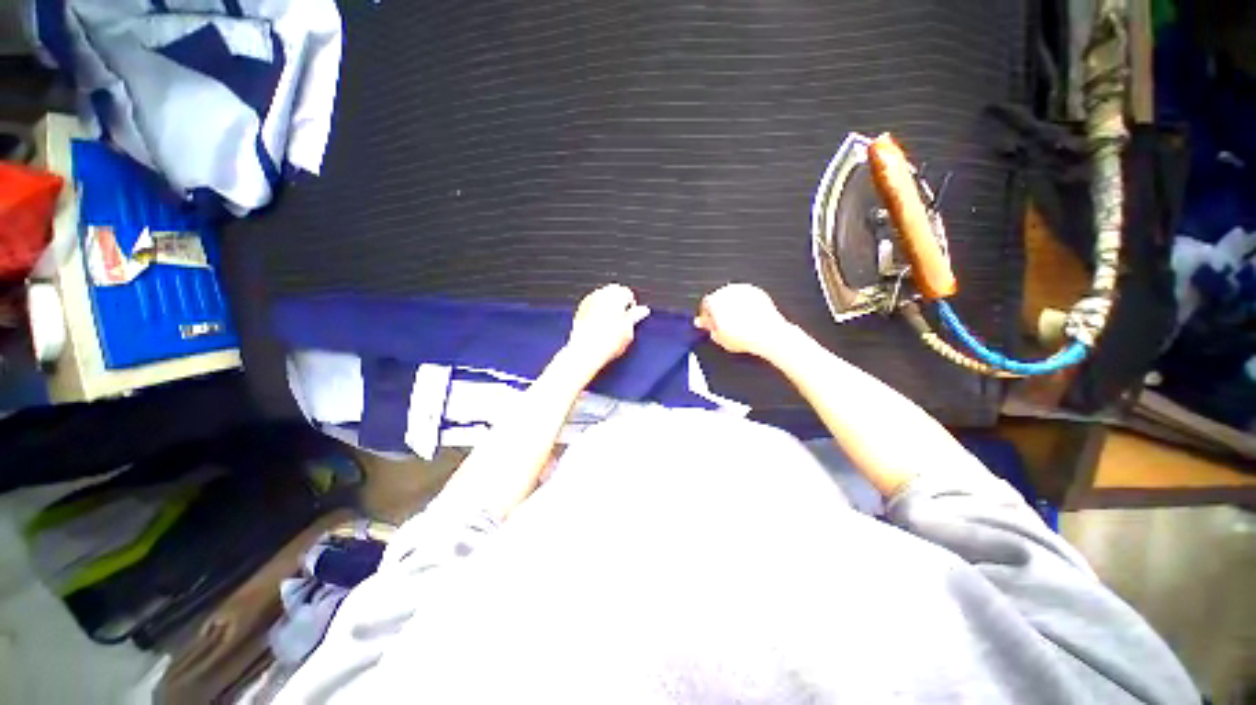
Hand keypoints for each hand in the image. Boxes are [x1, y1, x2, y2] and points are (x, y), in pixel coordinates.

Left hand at [565, 284, 649, 374]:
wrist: (586, 352)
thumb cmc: (607, 342)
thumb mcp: (628, 330)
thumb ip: (636, 316)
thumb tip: (643, 310)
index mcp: (615, 296)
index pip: (628, 293)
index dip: (632, 306)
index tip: (632, 317)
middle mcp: (600, 295)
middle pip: (614, 291)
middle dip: (619, 302)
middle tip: (622, 320)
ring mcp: (588, 301)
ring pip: (602, 296)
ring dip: (608, 305)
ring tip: (611, 323)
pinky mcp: (580, 310)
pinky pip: (592, 304)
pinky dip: (598, 310)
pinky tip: (600, 325)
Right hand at [695, 284, 793, 357]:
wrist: (768, 334)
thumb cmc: (744, 336)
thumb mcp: (719, 338)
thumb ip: (709, 329)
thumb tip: (707, 326)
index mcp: (714, 300)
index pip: (705, 305)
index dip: (708, 316)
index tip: (711, 324)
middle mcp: (727, 291)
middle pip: (719, 299)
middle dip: (720, 310)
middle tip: (723, 325)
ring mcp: (743, 289)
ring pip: (733, 298)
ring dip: (733, 307)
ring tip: (737, 323)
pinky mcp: (757, 291)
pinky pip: (747, 298)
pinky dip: (746, 306)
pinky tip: (748, 318)